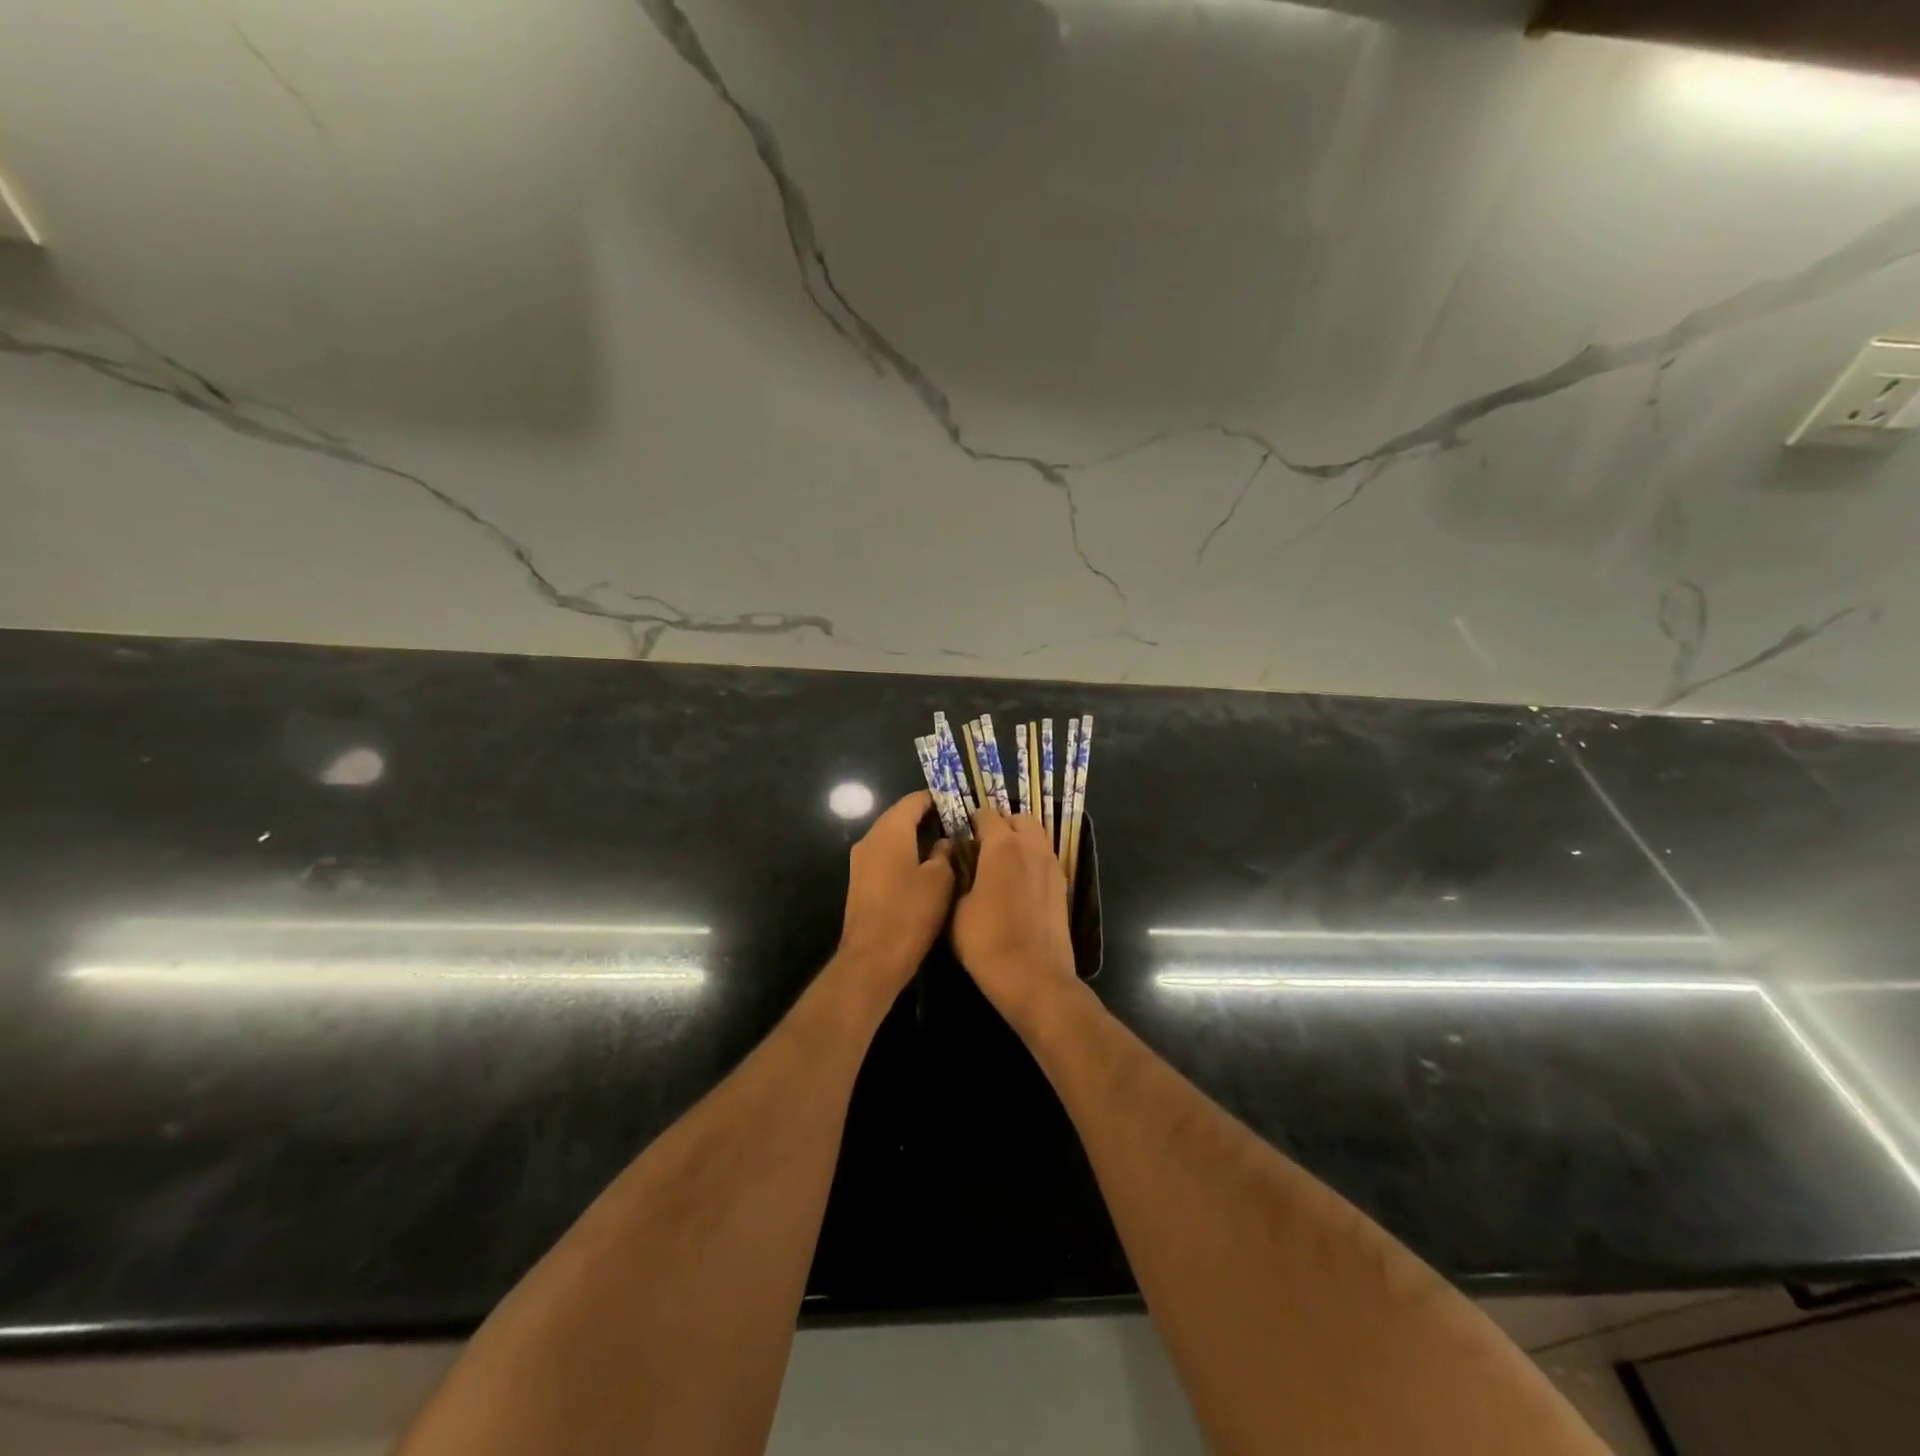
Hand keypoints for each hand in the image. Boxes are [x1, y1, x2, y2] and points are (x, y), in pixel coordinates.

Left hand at [834, 791, 953, 1003]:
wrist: (872, 959)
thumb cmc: (910, 913)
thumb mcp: (940, 880)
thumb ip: (944, 854)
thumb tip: (945, 841)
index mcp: (890, 831)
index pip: (914, 801)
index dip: (938, 799)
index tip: (960, 805)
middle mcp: (870, 839)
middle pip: (901, 817)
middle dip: (928, 819)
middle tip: (958, 826)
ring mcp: (861, 861)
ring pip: (892, 838)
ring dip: (917, 839)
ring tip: (947, 847)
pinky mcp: (860, 882)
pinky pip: (886, 857)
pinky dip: (905, 855)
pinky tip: (926, 869)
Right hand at [950, 807, 1080, 1031]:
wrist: (1033, 976)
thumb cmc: (986, 940)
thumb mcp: (956, 908)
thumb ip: (960, 877)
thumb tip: (962, 864)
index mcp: (1003, 845)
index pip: (986, 814)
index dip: (971, 821)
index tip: (960, 836)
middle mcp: (1032, 846)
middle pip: (1019, 818)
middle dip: (1001, 825)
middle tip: (983, 846)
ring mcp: (1052, 865)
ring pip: (1037, 836)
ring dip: (1020, 840)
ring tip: (1001, 864)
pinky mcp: (1063, 886)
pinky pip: (1045, 858)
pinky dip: (1032, 860)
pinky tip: (1019, 884)